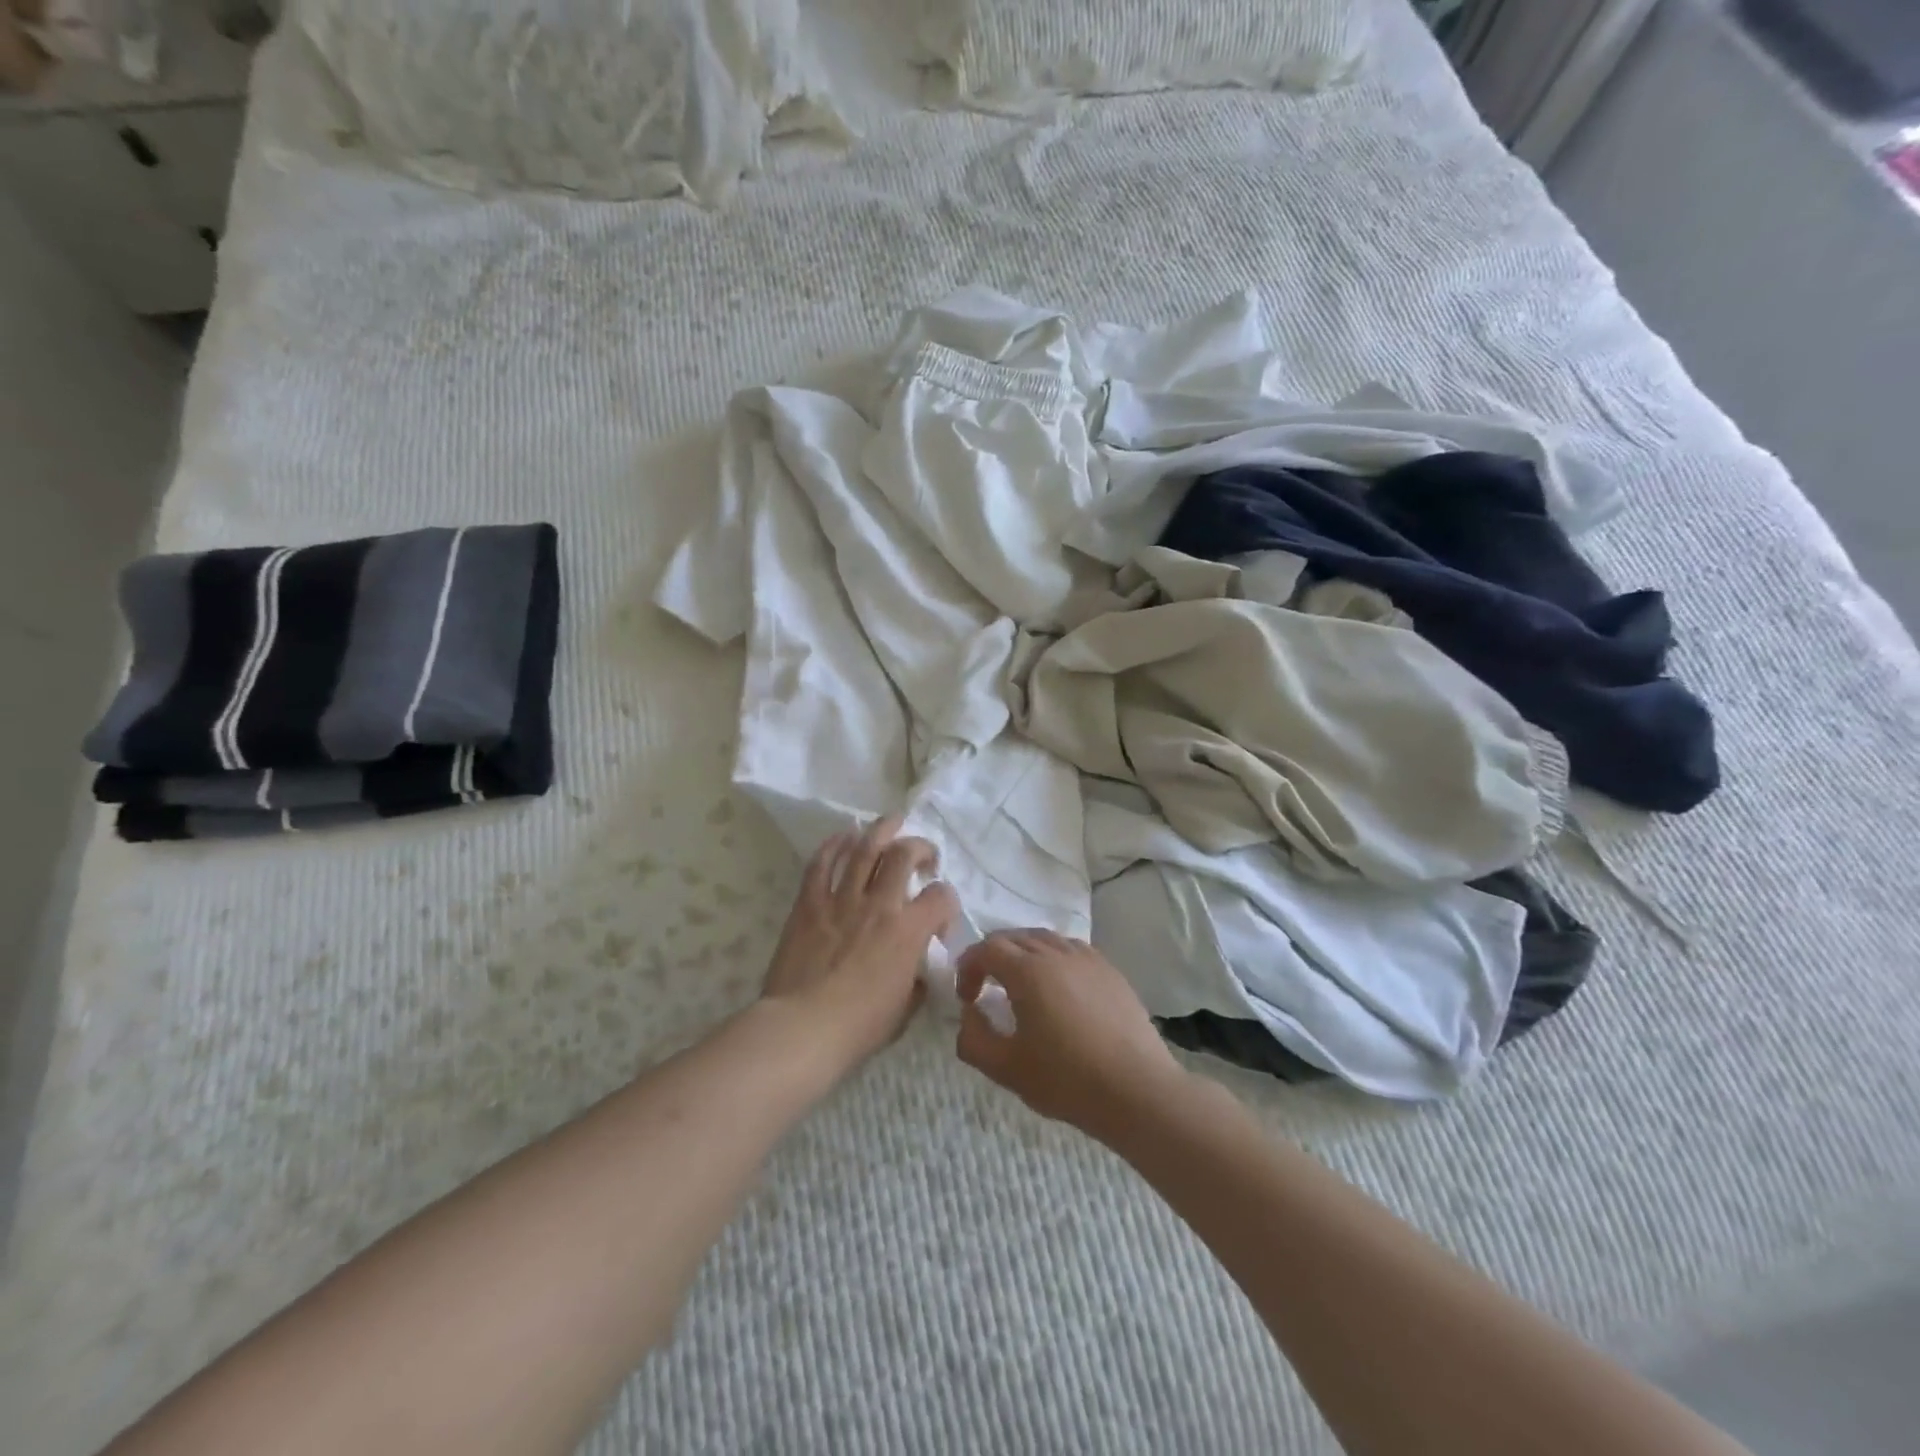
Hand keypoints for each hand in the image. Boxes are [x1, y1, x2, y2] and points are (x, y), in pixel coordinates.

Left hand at [761, 817, 957, 1069]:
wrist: (803, 1028)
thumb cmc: (859, 1027)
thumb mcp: (904, 1010)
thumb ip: (915, 983)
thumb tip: (915, 973)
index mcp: (908, 931)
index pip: (941, 897)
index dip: (947, 901)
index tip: (940, 916)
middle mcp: (879, 905)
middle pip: (903, 854)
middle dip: (919, 847)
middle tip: (922, 855)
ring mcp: (841, 899)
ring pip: (865, 848)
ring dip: (881, 830)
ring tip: (892, 821)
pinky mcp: (809, 903)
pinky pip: (821, 863)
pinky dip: (834, 845)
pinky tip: (843, 837)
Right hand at [954, 930, 1186, 1140]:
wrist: (1136, 1090)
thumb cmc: (1066, 1079)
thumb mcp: (1006, 1068)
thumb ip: (973, 1039)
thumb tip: (969, 1014)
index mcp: (1027, 970)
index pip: (986, 948)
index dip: (968, 967)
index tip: (968, 998)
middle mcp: (1056, 952)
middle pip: (1014, 937)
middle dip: (992, 957)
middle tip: (987, 989)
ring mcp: (1087, 958)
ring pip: (1044, 939)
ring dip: (1023, 954)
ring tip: (1021, 986)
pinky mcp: (1110, 970)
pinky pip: (1071, 950)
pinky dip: (1053, 959)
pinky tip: (1059, 989)